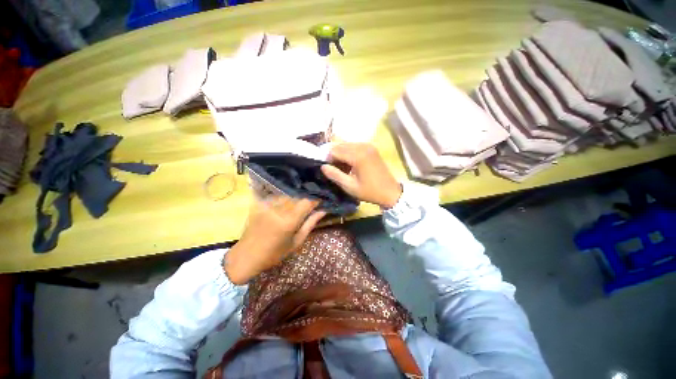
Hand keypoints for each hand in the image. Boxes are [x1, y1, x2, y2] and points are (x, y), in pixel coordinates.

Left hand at [225, 197, 325, 284]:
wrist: (246, 256)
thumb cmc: (274, 254)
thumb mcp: (296, 242)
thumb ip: (310, 224)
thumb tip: (323, 211)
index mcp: (289, 221)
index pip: (306, 202)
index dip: (314, 200)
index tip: (319, 203)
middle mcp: (278, 209)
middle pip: (297, 197)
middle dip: (304, 201)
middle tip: (308, 208)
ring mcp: (267, 206)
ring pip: (287, 196)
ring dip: (294, 200)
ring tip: (294, 209)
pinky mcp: (259, 205)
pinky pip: (276, 197)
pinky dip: (283, 201)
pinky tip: (282, 209)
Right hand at [321, 143, 401, 207]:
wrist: (390, 192)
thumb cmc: (370, 191)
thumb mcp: (350, 186)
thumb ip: (335, 175)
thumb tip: (322, 166)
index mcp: (358, 155)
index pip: (335, 150)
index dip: (328, 159)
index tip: (327, 169)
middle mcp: (363, 146)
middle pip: (341, 145)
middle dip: (334, 155)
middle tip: (333, 168)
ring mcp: (368, 146)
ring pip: (347, 145)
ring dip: (341, 154)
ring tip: (341, 167)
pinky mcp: (371, 148)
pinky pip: (355, 146)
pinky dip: (349, 153)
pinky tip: (349, 163)